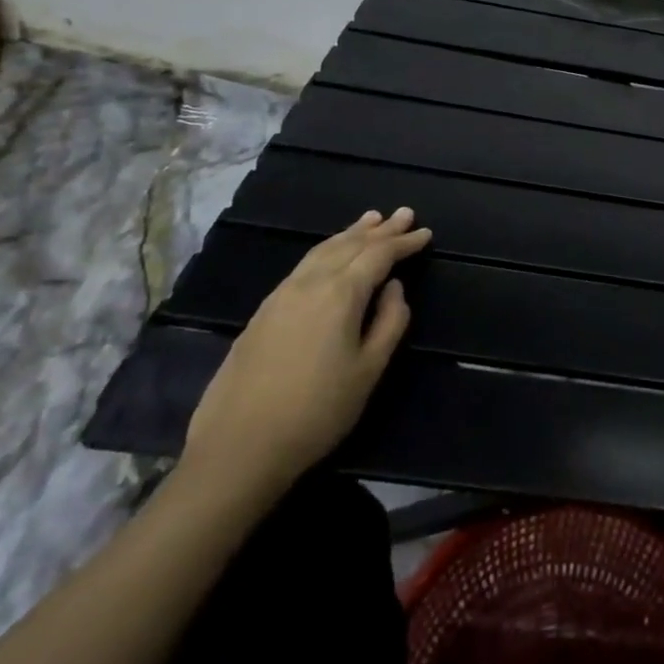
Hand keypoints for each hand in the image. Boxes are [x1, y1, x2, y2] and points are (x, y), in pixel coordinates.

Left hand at [180, 209, 430, 500]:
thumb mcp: (370, 370)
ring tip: (370, 220)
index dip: (404, 242)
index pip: (379, 255)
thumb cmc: (317, 412)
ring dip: (350, 234)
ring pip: (322, 251)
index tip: (425, 232)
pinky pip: (304, 265)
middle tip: (404, 213)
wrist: (238, 450)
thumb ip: (390, 321)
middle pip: (350, 245)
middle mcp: (310, 284)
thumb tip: (393, 288)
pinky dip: (326, 250)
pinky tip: (331, 254)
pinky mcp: (262, 313)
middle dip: (380, 229)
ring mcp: (281, 296)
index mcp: (340, 294)